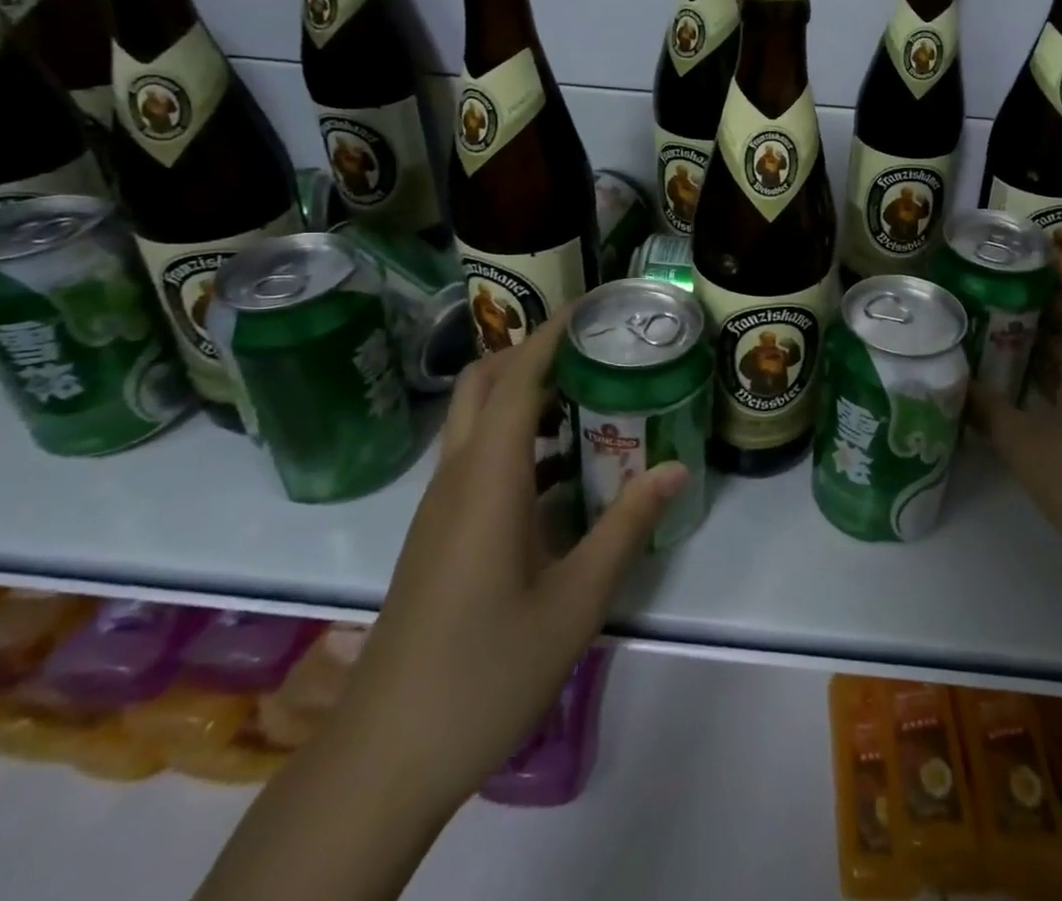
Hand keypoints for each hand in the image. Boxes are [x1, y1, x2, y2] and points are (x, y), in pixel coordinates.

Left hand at [325, 311, 690, 815]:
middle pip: (484, 382)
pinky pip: (477, 458)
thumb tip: (675, 467)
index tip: (596, 304)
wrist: (386, 758)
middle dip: (533, 349)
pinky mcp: (438, 533)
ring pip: (477, 419)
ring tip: (590, 395)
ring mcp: (440, 506)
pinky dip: (517, 438)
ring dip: (525, 393)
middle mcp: (458, 477)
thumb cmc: (486, 670)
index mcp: (488, 478)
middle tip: (593, 346)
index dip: (554, 331)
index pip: (518, 376)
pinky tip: (563, 469)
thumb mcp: (576, 600)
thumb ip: (627, 525)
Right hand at [971, 252, 1061, 598]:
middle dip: (1035, 297)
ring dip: (1045, 336)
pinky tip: (1024, 388)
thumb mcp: (1031, 451)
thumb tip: (954, 384)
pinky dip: (1060, 371)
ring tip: (992, 332)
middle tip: (983, 293)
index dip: (1052, 257)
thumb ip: (990, 413)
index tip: (1011, 249)